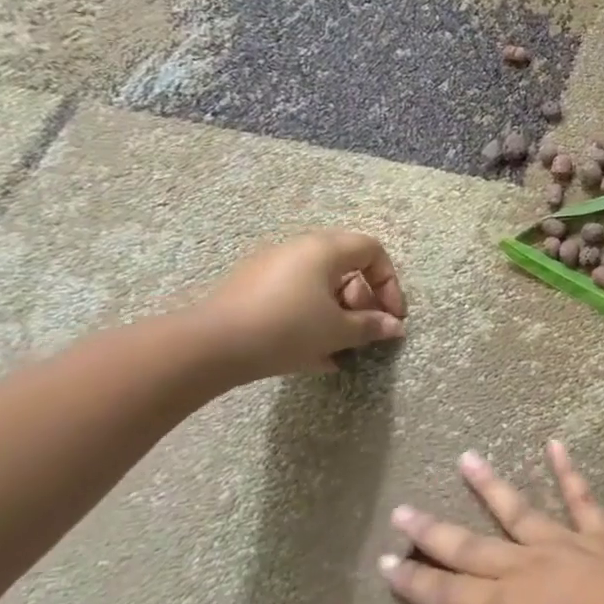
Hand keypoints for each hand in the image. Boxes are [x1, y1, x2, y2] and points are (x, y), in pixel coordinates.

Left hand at [187, 229, 406, 380]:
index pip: (372, 250)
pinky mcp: (248, 289)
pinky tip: (310, 354)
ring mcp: (269, 267)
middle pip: (345, 266)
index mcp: (323, 249)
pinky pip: (293, 296)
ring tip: (338, 349)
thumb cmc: (286, 329)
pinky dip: (309, 317)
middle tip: (363, 331)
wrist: (210, 347)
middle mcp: (297, 249)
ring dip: (337, 313)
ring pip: (318, 285)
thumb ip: (371, 326)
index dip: (389, 283)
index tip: (391, 316)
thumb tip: (394, 327)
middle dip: (362, 301)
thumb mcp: (337, 331)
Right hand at [380, 442, 603, 603]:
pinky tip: (554, 445)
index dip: (413, 580)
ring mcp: (567, 545)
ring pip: (519, 510)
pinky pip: (581, 498)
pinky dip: (567, 470)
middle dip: (434, 531)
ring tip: (466, 458)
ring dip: (489, 485)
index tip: (385, 561)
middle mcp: (528, 568)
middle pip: (471, 547)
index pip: (446, 593)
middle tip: (404, 509)